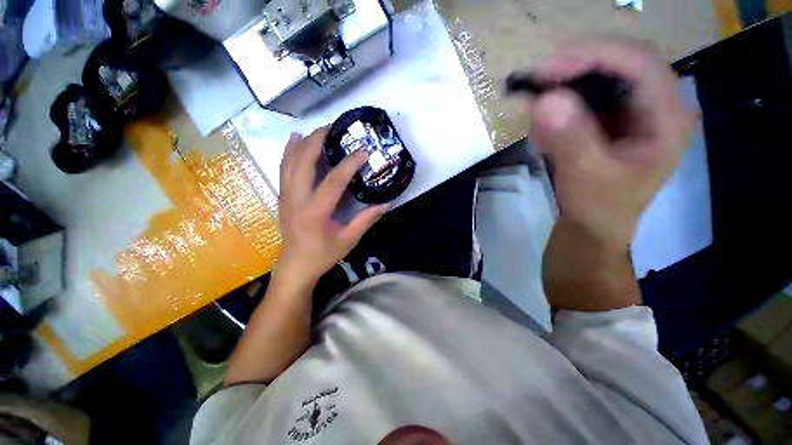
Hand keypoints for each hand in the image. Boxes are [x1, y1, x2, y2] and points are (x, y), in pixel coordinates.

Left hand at [275, 128, 387, 289]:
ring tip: (318, 129)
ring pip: (290, 162)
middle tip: (335, 128)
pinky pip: (284, 169)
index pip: (333, 182)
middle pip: (303, 163)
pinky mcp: (283, 197)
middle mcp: (296, 200)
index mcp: (315, 213)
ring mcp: (285, 197)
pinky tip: (295, 140)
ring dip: (303, 143)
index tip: (362, 151)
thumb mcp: (349, 240)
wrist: (295, 267)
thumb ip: (367, 220)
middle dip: (319, 141)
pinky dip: (289, 152)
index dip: (349, 164)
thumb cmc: (323, 255)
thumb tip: (387, 203)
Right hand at [530, 38, 695, 247]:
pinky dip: (561, 99)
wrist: (594, 226)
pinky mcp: (611, 117)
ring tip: (536, 100)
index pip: (638, 64)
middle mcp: (654, 105)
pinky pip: (586, 94)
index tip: (547, 70)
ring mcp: (632, 109)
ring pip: (600, 74)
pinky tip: (544, 119)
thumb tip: (544, 101)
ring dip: (565, 82)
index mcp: (666, 119)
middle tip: (535, 80)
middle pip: (619, 62)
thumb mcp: (585, 178)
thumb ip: (569, 140)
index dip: (594, 57)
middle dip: (575, 65)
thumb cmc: (598, 209)